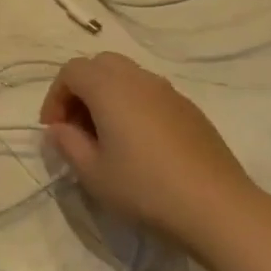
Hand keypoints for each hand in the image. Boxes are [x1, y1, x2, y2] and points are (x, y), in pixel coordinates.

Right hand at [39, 52, 264, 256]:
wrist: (215, 206)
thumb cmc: (144, 188)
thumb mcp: (92, 172)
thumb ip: (68, 143)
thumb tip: (59, 128)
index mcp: (110, 89)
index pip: (71, 71)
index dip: (55, 96)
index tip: (54, 130)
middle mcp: (140, 80)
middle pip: (100, 65)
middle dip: (81, 90)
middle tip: (77, 127)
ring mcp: (170, 92)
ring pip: (128, 77)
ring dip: (107, 97)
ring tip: (105, 137)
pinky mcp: (190, 110)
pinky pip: (151, 94)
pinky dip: (133, 106)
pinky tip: (138, 145)